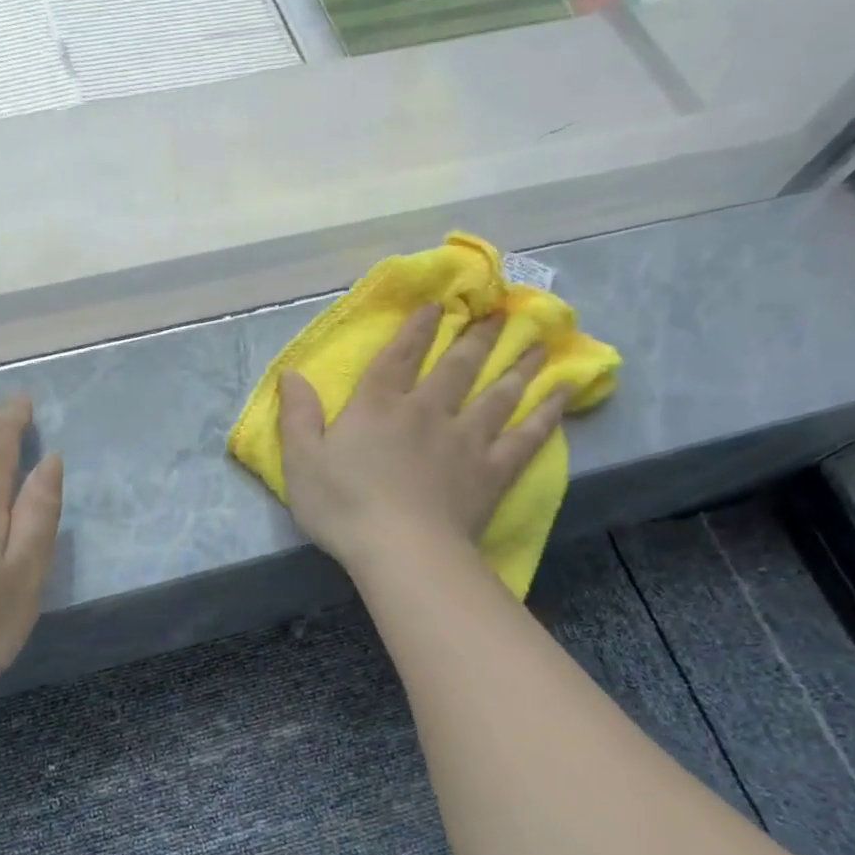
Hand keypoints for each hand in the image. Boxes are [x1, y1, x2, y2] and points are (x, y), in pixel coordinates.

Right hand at [277, 305, 564, 576]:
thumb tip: (291, 372)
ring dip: (518, 364)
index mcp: (378, 407)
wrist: (401, 551)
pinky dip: (547, 413)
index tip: (438, 303)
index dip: (417, 327)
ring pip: (498, 392)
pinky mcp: (492, 470)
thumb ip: (299, 416)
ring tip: (538, 341)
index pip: (399, 356)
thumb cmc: (344, 507)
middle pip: (457, 366)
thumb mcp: (302, 462)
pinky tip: (563, 394)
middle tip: (499, 312)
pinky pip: (526, 436)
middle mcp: (426, 411)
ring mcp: (465, 439)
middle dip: (476, 336)